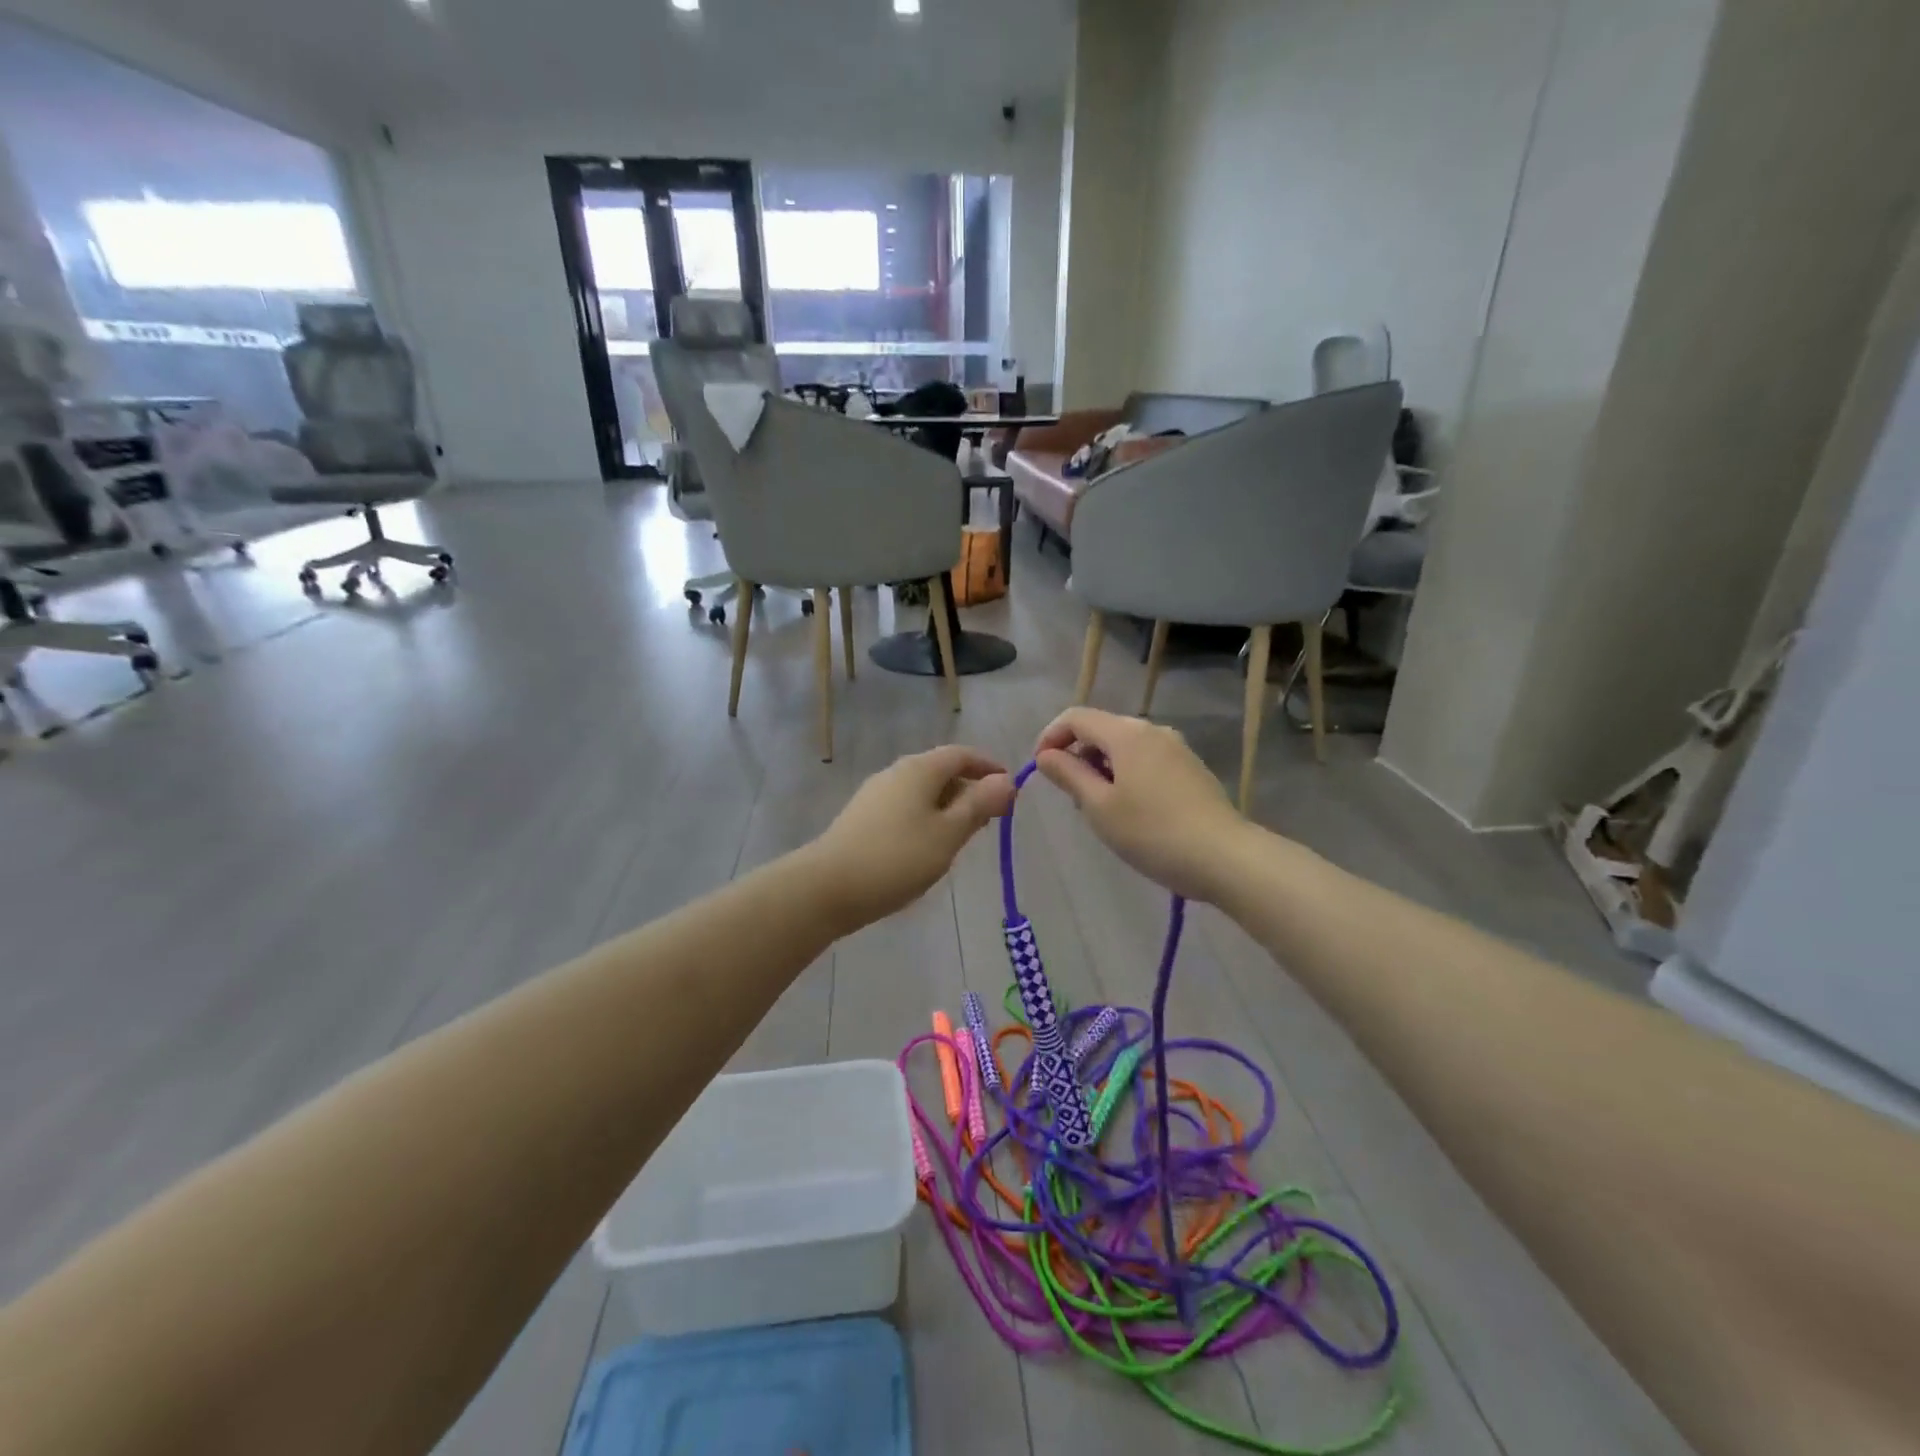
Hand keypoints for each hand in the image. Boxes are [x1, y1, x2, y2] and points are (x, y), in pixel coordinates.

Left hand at [810, 746, 1015, 927]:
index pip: (961, 754)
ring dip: (947, 808)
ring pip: (922, 792)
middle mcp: (895, 773)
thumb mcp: (948, 834)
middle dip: (969, 790)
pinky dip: (925, 819)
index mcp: (919, 769)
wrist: (826, 887)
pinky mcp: (862, 818)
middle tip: (990, 820)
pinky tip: (927, 849)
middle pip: (941, 771)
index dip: (988, 767)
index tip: (1009, 789)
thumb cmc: (897, 858)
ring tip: (962, 838)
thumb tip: (1006, 781)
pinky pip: (905, 808)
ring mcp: (875, 795)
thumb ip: (979, 806)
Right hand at [1033, 708, 1251, 901]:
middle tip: (1070, 797)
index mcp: (1126, 733)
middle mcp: (1152, 730)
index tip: (1039, 769)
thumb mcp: (1099, 807)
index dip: (1050, 737)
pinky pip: (1146, 760)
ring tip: (1099, 809)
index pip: (1076, 717)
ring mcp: (1176, 748)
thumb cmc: (1152, 832)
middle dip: (1077, 755)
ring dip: (1101, 768)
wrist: (1225, 857)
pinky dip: (1126, 775)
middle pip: (1101, 729)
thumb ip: (1068, 775)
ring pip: (1124, 746)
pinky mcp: (1191, 768)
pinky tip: (1131, 811)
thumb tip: (1046, 755)